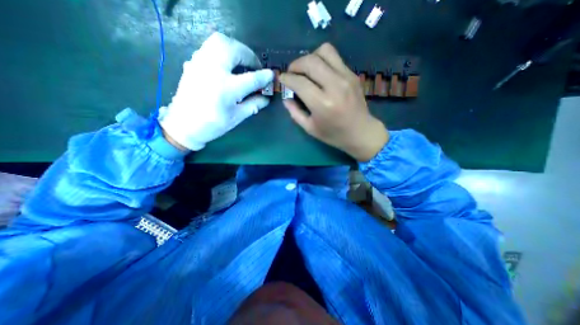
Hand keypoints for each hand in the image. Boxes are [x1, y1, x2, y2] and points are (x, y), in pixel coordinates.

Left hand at [158, 32, 274, 150]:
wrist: (184, 125)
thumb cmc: (213, 124)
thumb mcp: (237, 117)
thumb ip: (253, 105)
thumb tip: (266, 98)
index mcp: (227, 89)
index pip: (252, 78)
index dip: (264, 76)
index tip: (272, 75)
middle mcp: (213, 71)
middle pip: (234, 49)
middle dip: (249, 55)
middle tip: (254, 66)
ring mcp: (200, 64)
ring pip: (219, 41)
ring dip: (236, 49)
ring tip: (242, 62)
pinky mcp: (193, 63)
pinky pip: (210, 47)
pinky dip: (223, 50)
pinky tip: (227, 64)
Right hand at [282, 44, 388, 161]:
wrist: (361, 132)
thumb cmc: (334, 134)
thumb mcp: (310, 128)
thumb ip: (295, 112)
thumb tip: (286, 98)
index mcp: (322, 104)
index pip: (299, 82)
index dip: (286, 78)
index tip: (282, 79)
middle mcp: (334, 86)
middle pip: (310, 61)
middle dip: (295, 65)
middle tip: (292, 73)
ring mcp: (346, 77)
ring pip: (324, 51)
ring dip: (310, 57)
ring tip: (306, 70)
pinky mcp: (352, 74)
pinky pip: (334, 57)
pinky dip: (322, 61)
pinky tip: (319, 73)